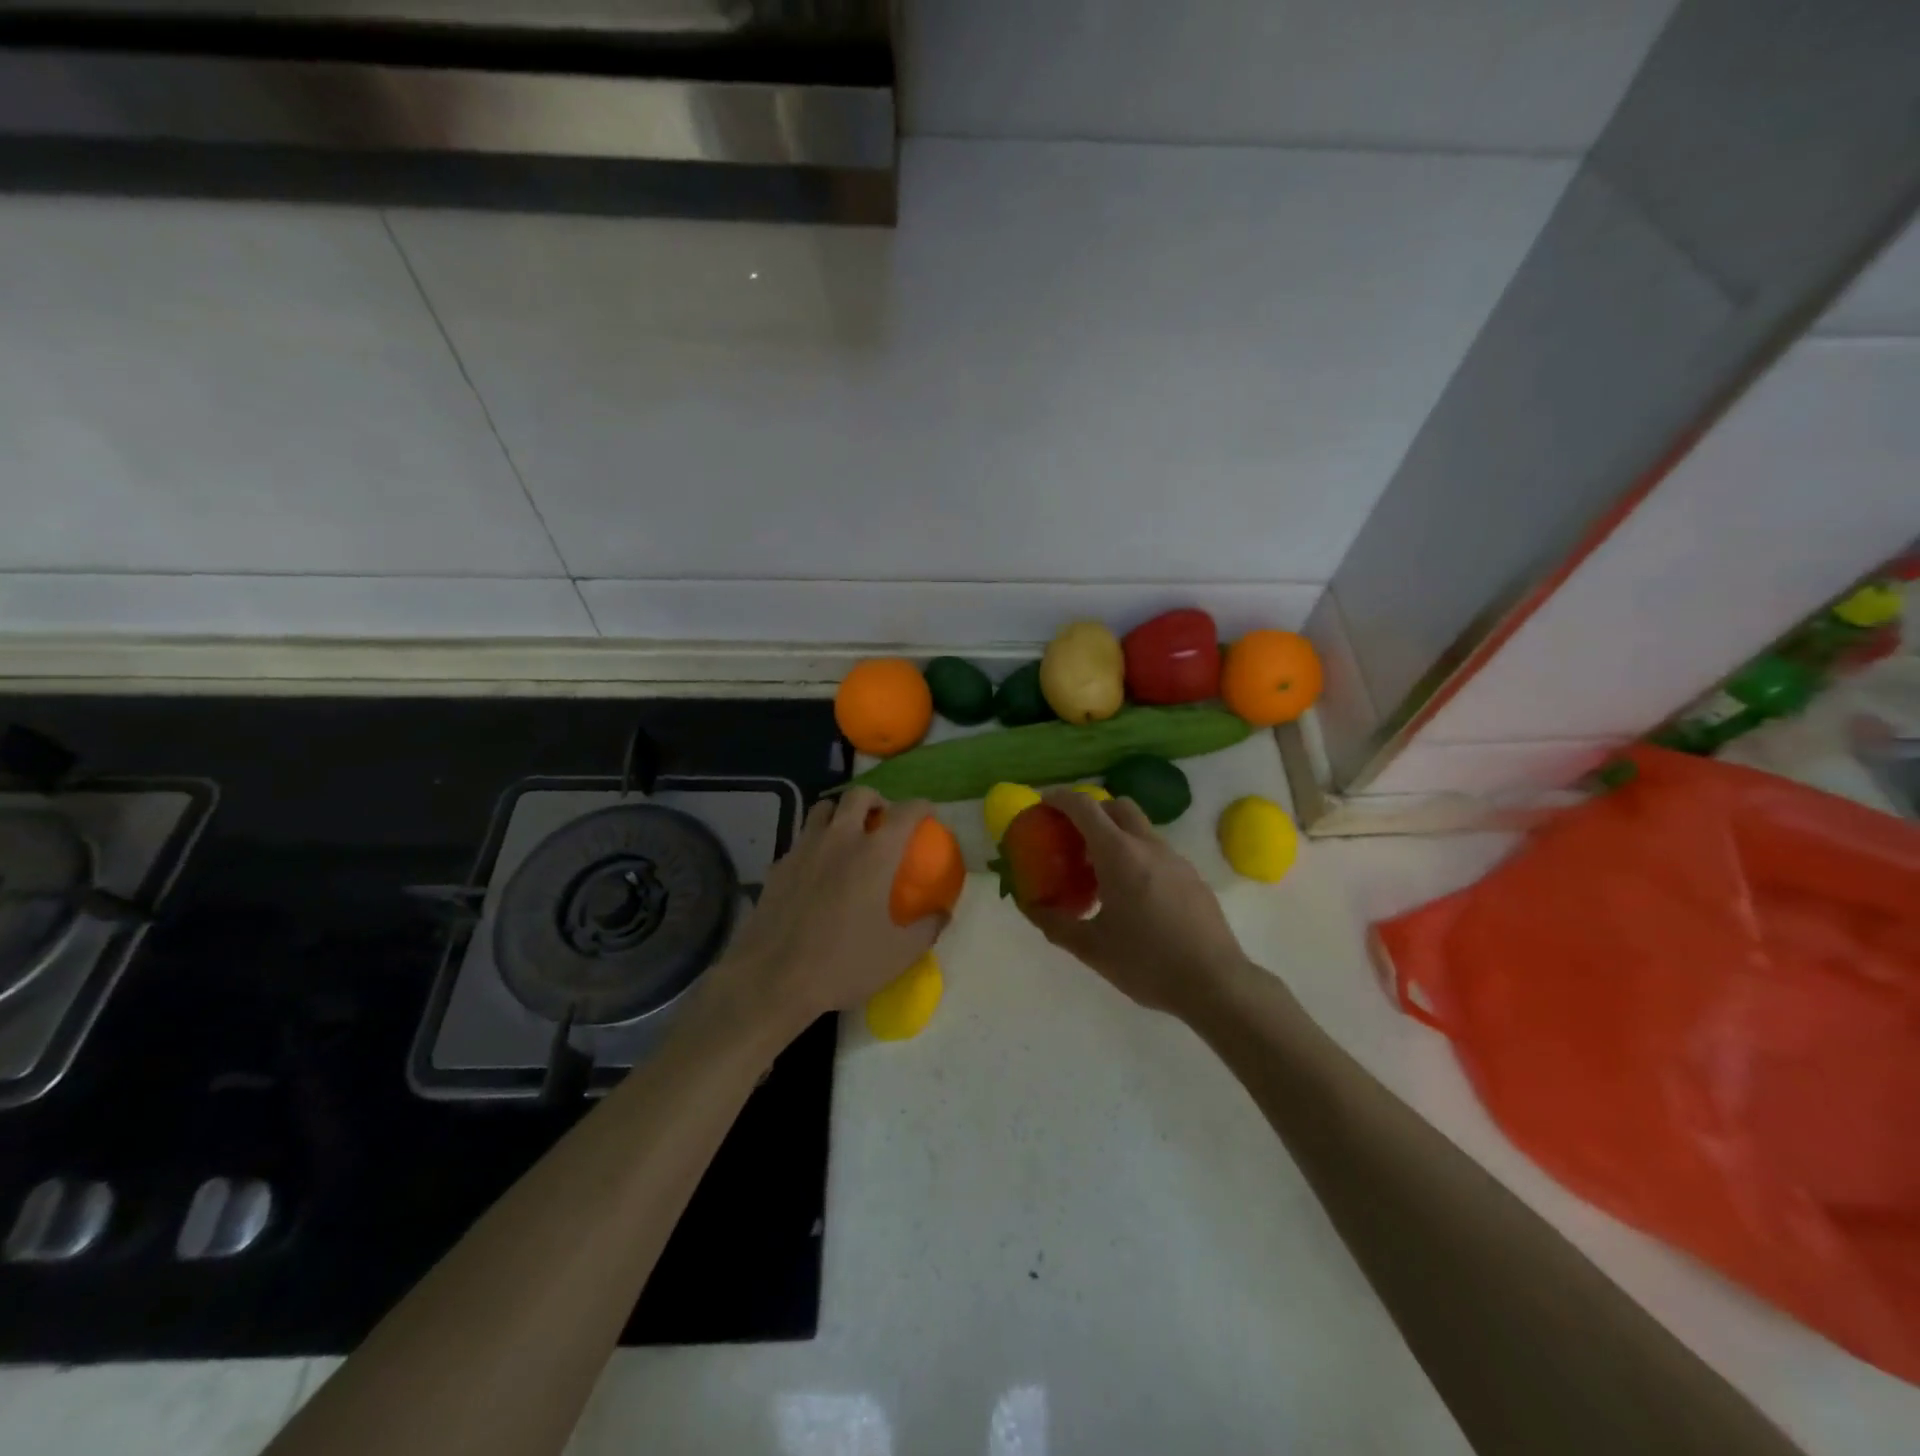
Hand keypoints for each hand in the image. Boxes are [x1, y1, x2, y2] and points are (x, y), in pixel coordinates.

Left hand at [707, 787, 946, 1038]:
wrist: (772, 979)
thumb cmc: (843, 964)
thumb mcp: (898, 954)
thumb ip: (927, 929)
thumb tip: (942, 914)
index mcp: (875, 853)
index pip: (906, 812)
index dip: (921, 807)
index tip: (927, 814)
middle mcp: (839, 839)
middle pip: (858, 795)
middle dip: (876, 799)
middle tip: (883, 819)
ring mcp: (803, 849)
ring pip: (822, 809)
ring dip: (840, 813)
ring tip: (847, 835)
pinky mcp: (777, 866)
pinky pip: (800, 840)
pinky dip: (814, 844)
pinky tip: (816, 871)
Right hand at [1020, 789, 1251, 1019]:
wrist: (1216, 983)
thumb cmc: (1147, 963)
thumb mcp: (1091, 948)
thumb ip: (1055, 924)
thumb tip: (1030, 907)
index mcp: (1119, 855)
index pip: (1085, 807)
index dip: (1060, 798)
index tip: (1042, 802)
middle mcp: (1149, 846)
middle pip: (1117, 807)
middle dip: (1092, 810)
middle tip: (1071, 835)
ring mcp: (1175, 859)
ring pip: (1140, 829)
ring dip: (1115, 835)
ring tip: (1099, 871)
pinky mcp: (1192, 877)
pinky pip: (1156, 852)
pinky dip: (1136, 856)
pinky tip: (1132, 895)